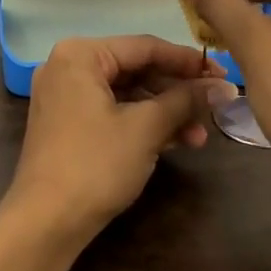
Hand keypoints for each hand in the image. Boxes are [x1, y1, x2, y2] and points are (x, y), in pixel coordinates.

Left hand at [10, 35, 236, 236]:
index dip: (188, 62)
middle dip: (177, 92)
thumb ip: (186, 100)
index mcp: (80, 55)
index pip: (145, 47)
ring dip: (165, 112)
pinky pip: (113, 112)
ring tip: (200, 136)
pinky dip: (143, 124)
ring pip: (127, 94)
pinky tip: (176, 142)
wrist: (45, 223)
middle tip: (215, 106)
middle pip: (136, 69)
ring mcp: (65, 97)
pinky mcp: (68, 125)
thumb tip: (225, 87)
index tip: (223, 75)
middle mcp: (68, 67)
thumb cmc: (95, 164)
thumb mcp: (146, 128)